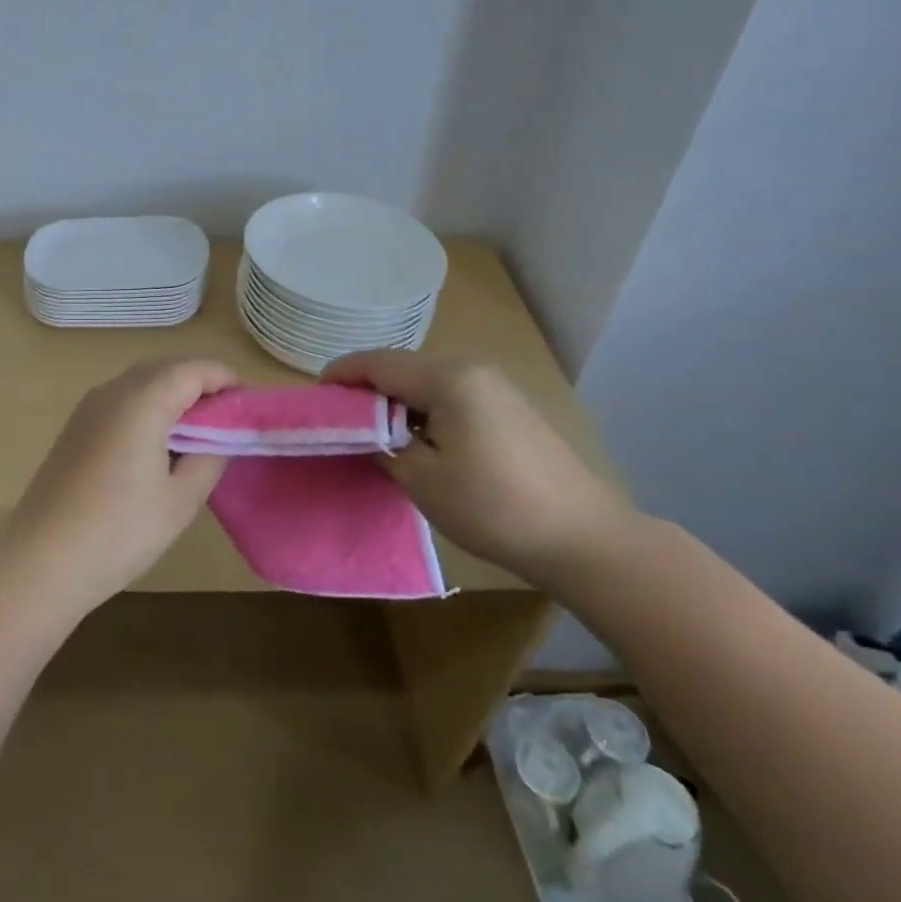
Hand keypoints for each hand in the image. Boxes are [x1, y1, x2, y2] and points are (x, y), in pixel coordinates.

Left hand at [3, 359, 236, 610]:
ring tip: (198, 433)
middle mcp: (113, 391)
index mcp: (142, 400)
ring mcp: (88, 407)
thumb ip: (210, 457)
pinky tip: (158, 444)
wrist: (41, 561)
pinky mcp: (75, 427)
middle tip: (228, 420)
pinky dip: (148, 408)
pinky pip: (121, 401)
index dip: (225, 379)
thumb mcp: (181, 500)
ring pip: (141, 383)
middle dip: (200, 385)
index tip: (250, 404)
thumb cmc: (119, 532)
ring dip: (173, 396)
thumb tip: (221, 435)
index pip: (193, 369)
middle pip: (166, 369)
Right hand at [320, 351, 634, 583]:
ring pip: (428, 381)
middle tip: (340, 417)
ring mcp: (496, 387)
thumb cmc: (494, 507)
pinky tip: (418, 439)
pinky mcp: (510, 408)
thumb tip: (370, 431)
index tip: (315, 394)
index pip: (379, 363)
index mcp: (449, 379)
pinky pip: (452, 396)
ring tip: (374, 431)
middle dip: (368, 387)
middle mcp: (473, 370)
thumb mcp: (423, 479)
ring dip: (397, 400)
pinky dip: (425, 410)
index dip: (342, 374)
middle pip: (404, 367)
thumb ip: (385, 445)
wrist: (585, 538)